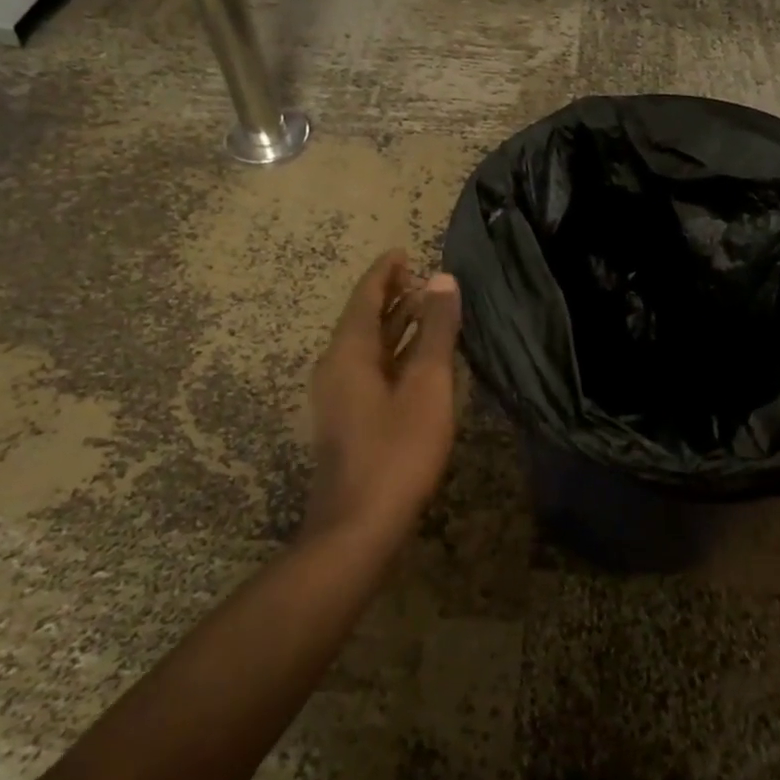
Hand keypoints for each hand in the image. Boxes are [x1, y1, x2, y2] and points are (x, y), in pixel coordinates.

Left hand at [303, 250, 462, 550]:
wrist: (357, 528)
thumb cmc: (396, 451)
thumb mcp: (426, 386)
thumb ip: (435, 331)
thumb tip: (443, 279)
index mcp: (348, 352)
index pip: (365, 296)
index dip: (385, 272)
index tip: (404, 251)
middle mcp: (336, 367)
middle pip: (363, 318)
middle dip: (391, 295)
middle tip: (422, 276)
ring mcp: (339, 396)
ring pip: (368, 346)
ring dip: (394, 324)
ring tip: (426, 307)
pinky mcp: (348, 420)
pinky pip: (371, 369)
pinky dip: (394, 353)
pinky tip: (419, 359)